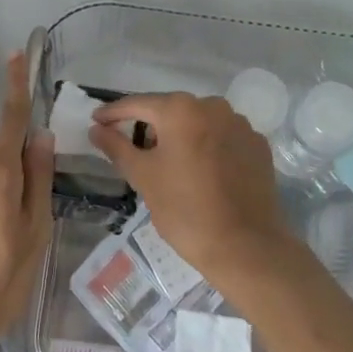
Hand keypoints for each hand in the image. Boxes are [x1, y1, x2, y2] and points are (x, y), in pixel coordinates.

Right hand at [89, 92, 289, 281]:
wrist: (246, 247)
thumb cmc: (186, 211)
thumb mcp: (143, 177)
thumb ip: (117, 147)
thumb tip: (96, 129)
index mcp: (181, 109)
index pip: (138, 104)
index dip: (113, 113)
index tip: (96, 121)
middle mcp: (212, 106)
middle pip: (171, 110)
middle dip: (150, 126)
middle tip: (133, 148)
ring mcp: (239, 124)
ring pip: (199, 122)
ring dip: (181, 135)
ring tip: (170, 163)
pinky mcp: (257, 144)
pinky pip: (222, 137)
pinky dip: (207, 146)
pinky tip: (202, 171)